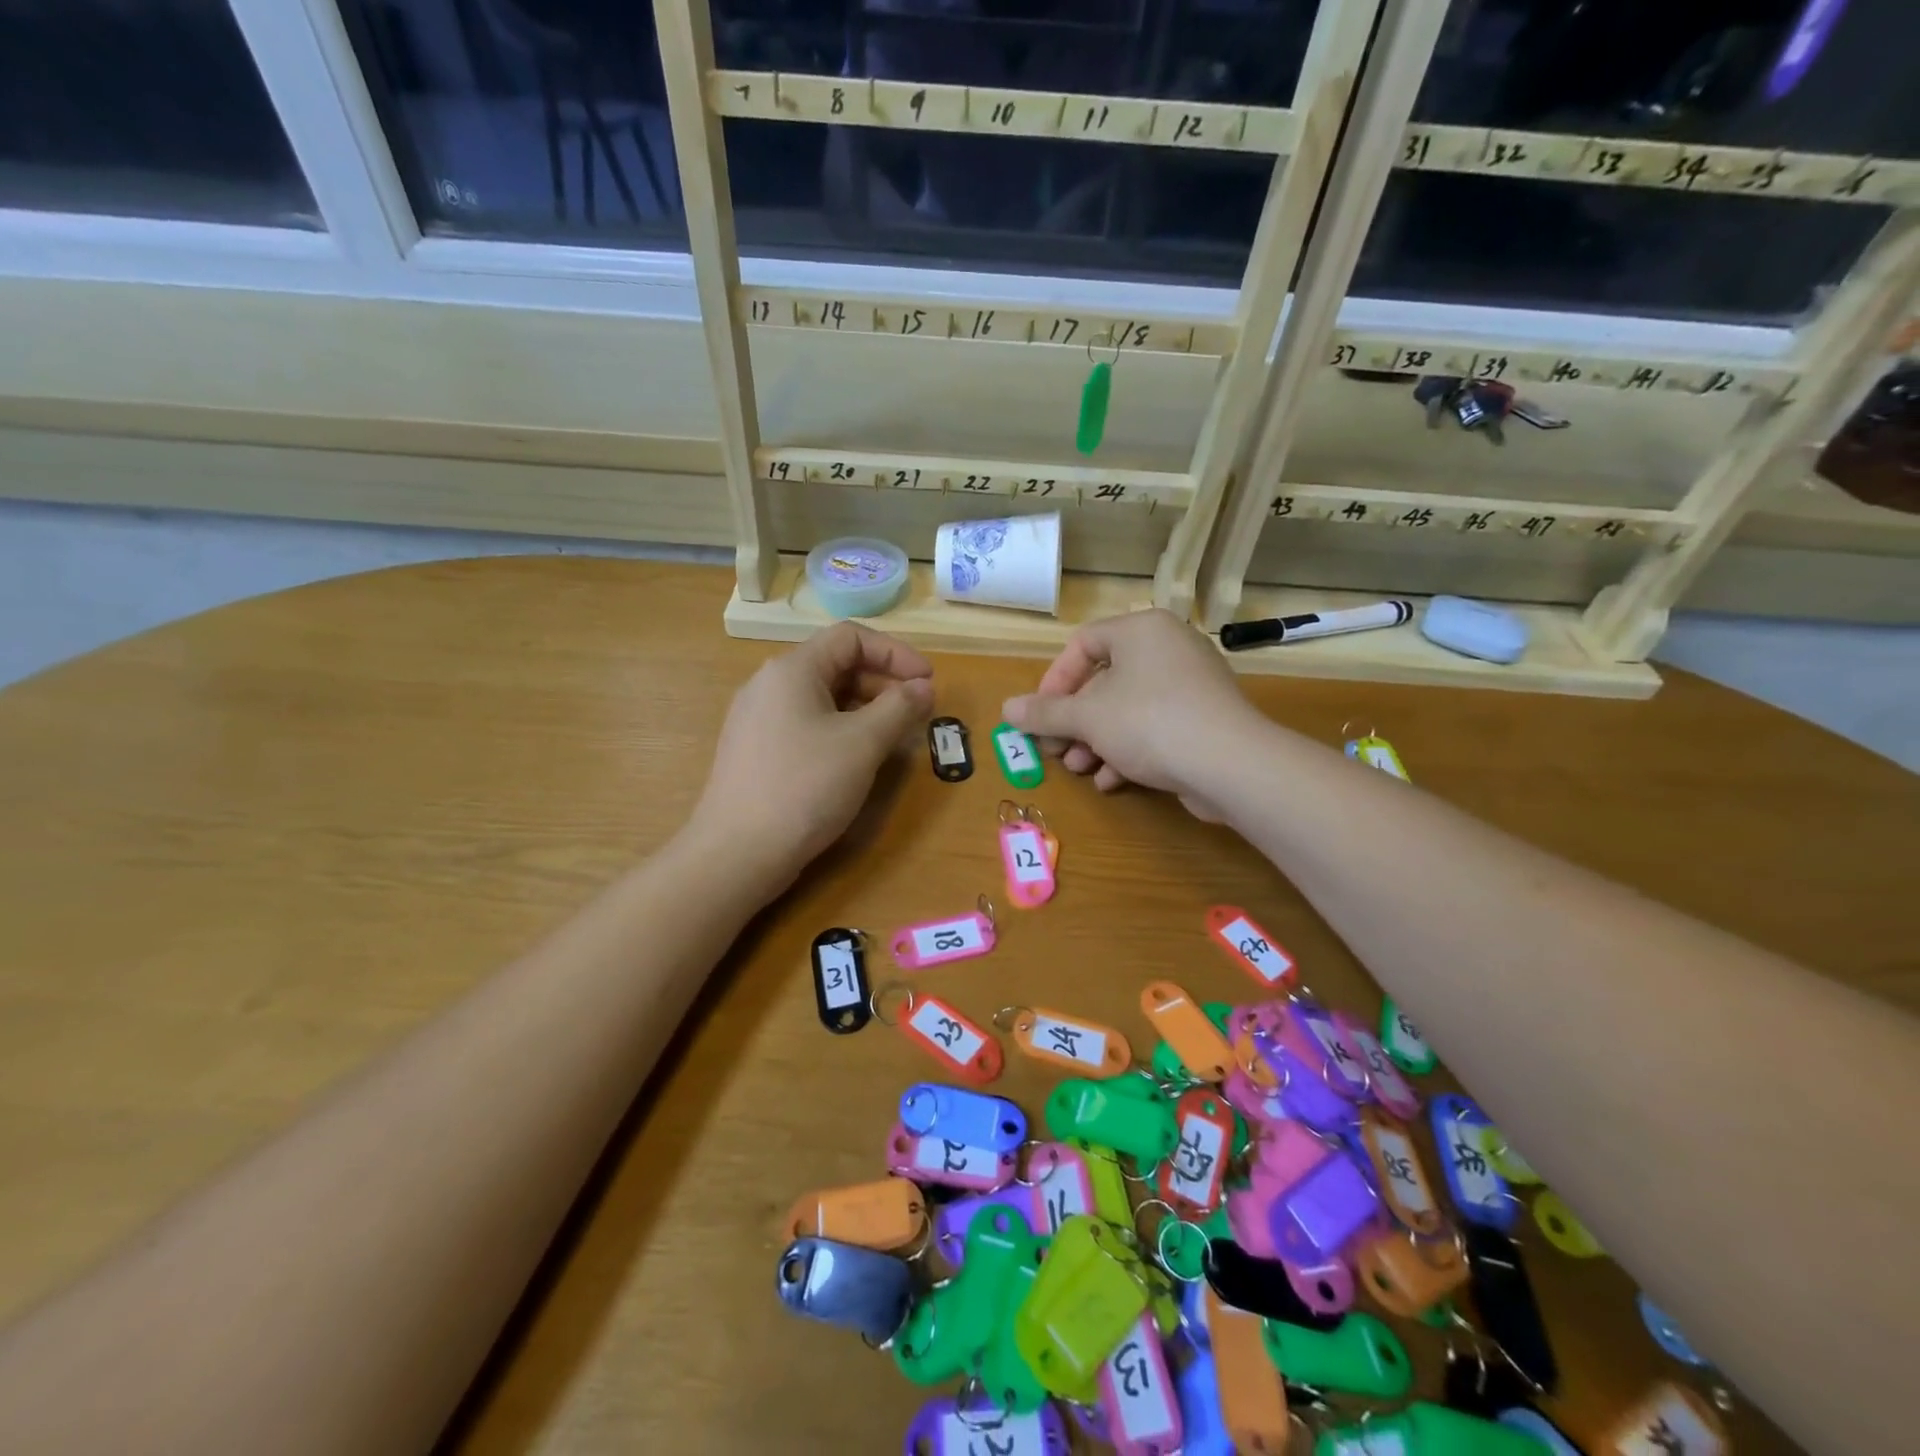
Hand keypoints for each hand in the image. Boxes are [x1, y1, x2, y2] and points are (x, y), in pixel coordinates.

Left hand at [691, 622, 933, 892]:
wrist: (738, 852)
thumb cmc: (805, 787)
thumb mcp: (862, 743)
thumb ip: (899, 707)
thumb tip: (923, 688)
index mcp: (792, 669)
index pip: (850, 636)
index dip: (896, 652)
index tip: (928, 681)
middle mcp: (770, 684)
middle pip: (836, 663)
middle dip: (883, 681)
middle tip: (916, 710)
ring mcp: (758, 718)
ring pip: (822, 696)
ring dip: (865, 707)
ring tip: (894, 735)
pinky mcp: (757, 750)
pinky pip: (807, 722)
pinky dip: (840, 728)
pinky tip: (857, 757)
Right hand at [1001, 609, 1261, 818]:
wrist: (1230, 765)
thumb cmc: (1149, 723)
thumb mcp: (1087, 718)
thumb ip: (1044, 713)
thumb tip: (1006, 709)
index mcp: (1142, 631)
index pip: (1083, 644)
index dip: (1054, 681)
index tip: (1040, 715)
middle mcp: (1168, 648)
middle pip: (1104, 680)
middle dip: (1074, 721)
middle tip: (1054, 748)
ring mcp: (1191, 684)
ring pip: (1127, 708)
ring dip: (1095, 740)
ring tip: (1078, 768)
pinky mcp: (1204, 719)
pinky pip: (1154, 727)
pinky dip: (1128, 750)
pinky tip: (1111, 781)